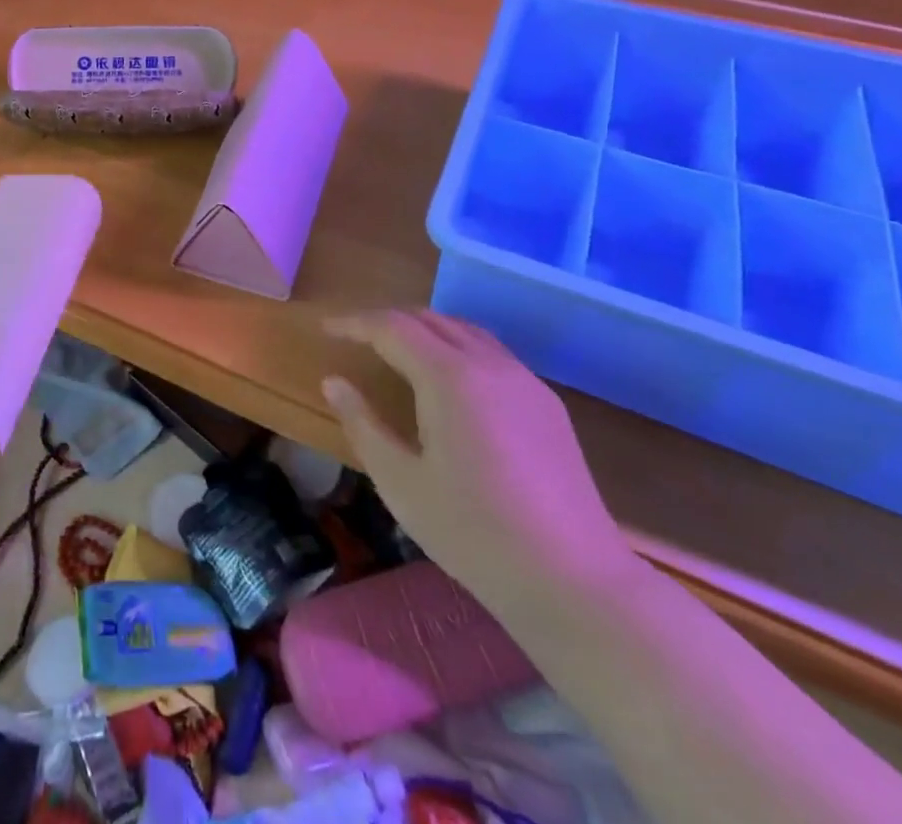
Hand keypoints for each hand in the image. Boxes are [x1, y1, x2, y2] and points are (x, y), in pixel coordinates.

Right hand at [321, 310, 635, 613]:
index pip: (392, 327)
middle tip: (355, 338)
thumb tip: (334, 382)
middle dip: (387, 321)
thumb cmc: (474, 533)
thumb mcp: (401, 482)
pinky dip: (456, 349)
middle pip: (430, 319)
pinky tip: (448, 382)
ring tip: (396, 352)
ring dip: (424, 330)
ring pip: (465, 331)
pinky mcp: (548, 405)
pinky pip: (492, 354)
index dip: (354, 323)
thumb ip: (363, 424)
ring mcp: (525, 382)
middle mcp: (489, 364)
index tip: (326, 329)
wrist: (575, 582)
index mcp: (449, 376)